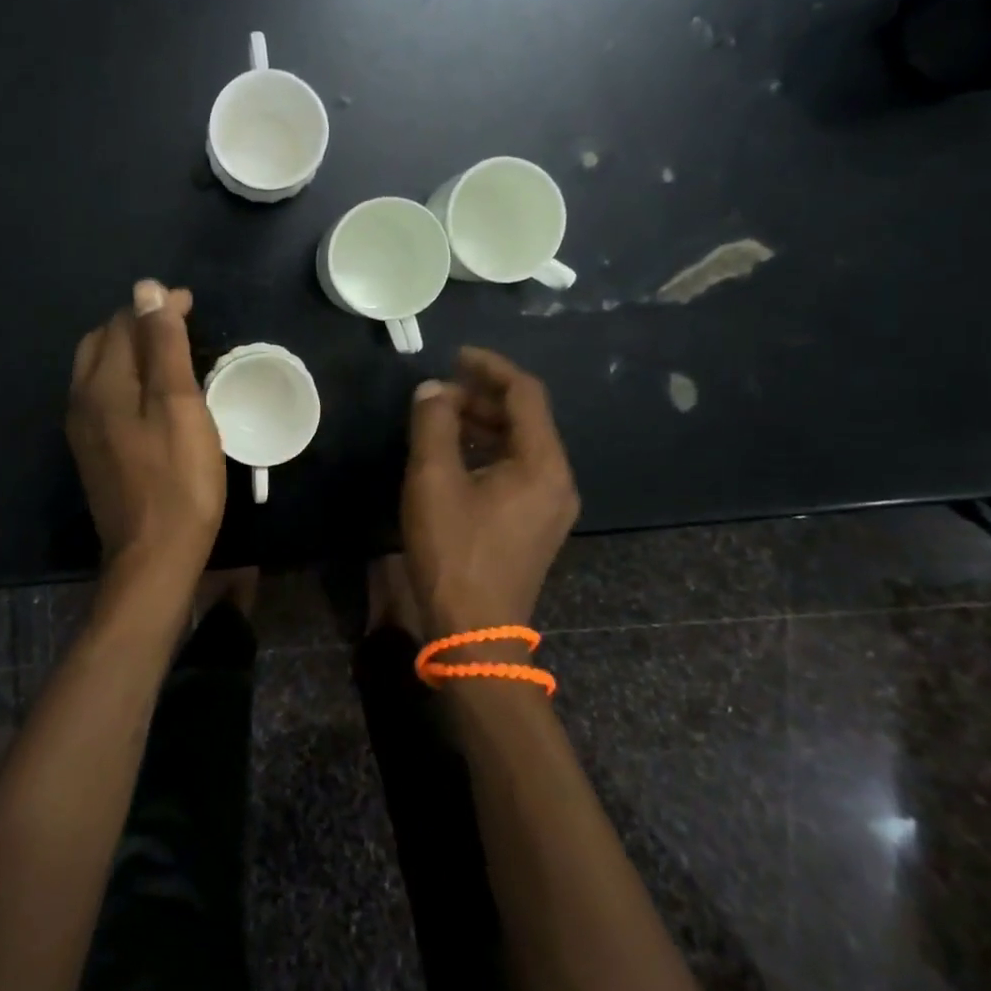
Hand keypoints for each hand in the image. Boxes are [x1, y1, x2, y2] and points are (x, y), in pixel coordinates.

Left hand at [67, 280, 226, 596]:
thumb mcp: (178, 403)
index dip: (156, 307)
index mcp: (102, 383)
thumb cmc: (178, 477)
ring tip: (169, 350)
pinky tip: (152, 392)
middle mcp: (82, 399)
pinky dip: (127, 377)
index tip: (191, 303)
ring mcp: (84, 429)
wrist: (154, 555)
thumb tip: (146, 289)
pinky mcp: (94, 452)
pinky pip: (104, 395)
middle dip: (138, 323)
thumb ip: (162, 344)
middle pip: (103, 342)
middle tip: (179, 323)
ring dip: (131, 349)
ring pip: (100, 369)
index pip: (123, 323)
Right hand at [401, 347, 580, 635]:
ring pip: (520, 445)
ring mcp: (550, 505)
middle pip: (525, 418)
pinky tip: (454, 456)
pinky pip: (517, 470)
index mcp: (542, 464)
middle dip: (482, 397)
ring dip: (483, 424)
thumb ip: (434, 424)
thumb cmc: (454, 552)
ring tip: (441, 418)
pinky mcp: (535, 524)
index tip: (455, 356)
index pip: (525, 394)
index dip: (490, 367)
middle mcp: (557, 480)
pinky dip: (487, 452)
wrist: (475, 634)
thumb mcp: (433, 480)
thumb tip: (433, 390)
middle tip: (439, 393)